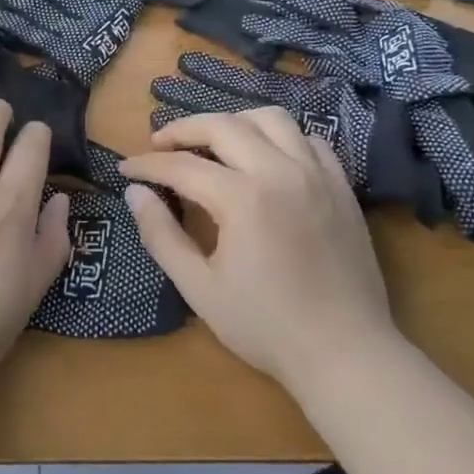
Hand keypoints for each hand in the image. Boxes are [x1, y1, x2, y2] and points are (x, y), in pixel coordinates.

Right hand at [119, 108, 397, 389]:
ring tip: (212, 141)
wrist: (347, 354)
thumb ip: (161, 235)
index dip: (147, 164)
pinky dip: (279, 137)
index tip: (125, 169)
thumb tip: (135, 193)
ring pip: (270, 119)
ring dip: (233, 122)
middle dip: (183, 129)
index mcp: (242, 198)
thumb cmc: (266, 327)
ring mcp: (317, 174)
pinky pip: (308, 139)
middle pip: (223, 126)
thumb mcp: (199, 287)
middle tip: (159, 144)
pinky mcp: (341, 186)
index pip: (182, 166)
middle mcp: (280, 171)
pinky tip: (264, 157)